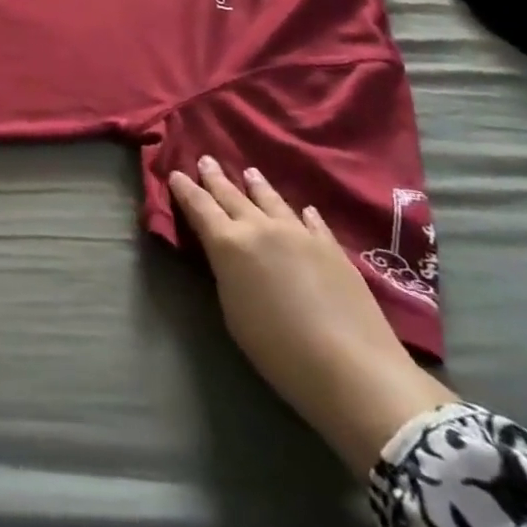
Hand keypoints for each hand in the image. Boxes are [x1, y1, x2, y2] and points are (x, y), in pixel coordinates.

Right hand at [169, 156, 456, 476]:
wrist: (351, 367)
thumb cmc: (277, 349)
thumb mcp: (233, 312)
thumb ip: (227, 274)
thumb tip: (230, 257)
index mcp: (229, 244)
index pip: (200, 207)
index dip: (186, 189)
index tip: (175, 173)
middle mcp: (261, 228)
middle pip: (232, 196)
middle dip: (215, 178)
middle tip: (205, 160)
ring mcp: (299, 233)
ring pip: (271, 200)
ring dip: (256, 185)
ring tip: (249, 172)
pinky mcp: (331, 247)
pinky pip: (310, 222)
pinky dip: (300, 213)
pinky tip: (302, 209)